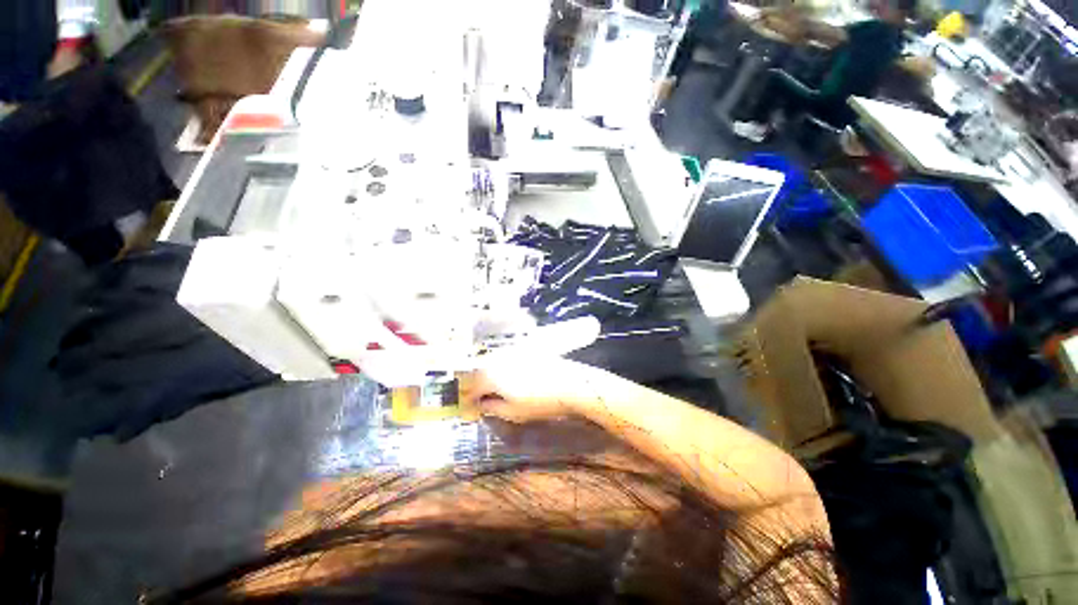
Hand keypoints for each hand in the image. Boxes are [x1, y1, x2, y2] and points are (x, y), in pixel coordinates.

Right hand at [467, 356, 607, 423]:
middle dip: (477, 386)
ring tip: (494, 391)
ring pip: (493, 364)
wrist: (571, 384)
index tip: (468, 410)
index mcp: (491, 374)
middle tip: (480, 401)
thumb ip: (492, 407)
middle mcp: (499, 358)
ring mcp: (513, 351)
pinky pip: (506, 359)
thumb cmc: (540, 402)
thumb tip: (480, 405)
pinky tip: (510, 379)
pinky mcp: (525, 349)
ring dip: (489, 377)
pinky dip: (502, 369)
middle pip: (480, 372)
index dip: (467, 399)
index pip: (471, 386)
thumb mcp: (513, 412)